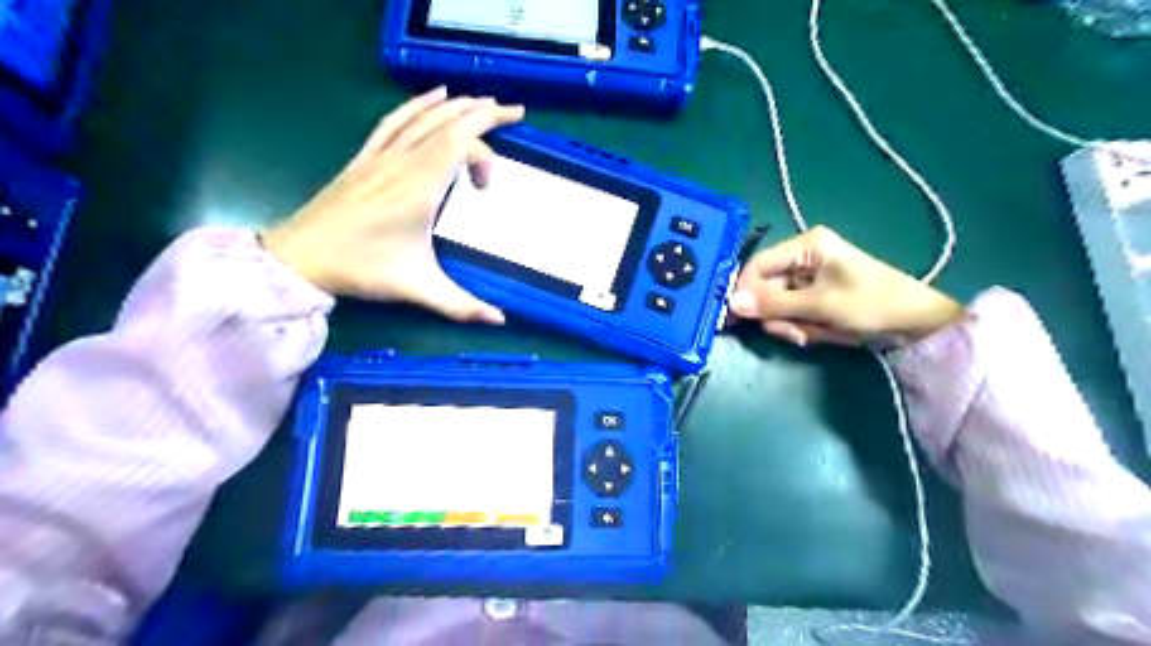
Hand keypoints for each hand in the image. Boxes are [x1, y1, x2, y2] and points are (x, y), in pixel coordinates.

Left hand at [263, 86, 524, 323]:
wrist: (301, 258)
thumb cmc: (362, 269)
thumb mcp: (418, 289)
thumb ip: (462, 306)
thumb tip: (501, 321)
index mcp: (420, 186)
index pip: (462, 146)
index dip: (485, 158)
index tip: (486, 189)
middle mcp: (403, 161)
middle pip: (450, 122)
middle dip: (486, 112)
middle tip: (516, 110)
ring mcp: (382, 155)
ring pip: (425, 116)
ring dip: (458, 105)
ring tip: (484, 100)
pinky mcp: (366, 157)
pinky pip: (396, 120)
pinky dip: (418, 104)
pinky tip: (433, 96)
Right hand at [732, 227, 962, 348]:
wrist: (915, 323)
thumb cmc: (870, 303)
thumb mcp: (819, 305)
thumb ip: (773, 304)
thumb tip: (731, 304)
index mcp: (806, 245)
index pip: (758, 265)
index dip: (745, 291)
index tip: (737, 318)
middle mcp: (803, 257)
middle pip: (766, 287)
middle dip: (776, 314)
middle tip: (793, 334)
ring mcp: (809, 277)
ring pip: (777, 303)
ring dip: (788, 323)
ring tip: (809, 335)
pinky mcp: (815, 294)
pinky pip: (791, 311)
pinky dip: (799, 326)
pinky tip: (815, 333)